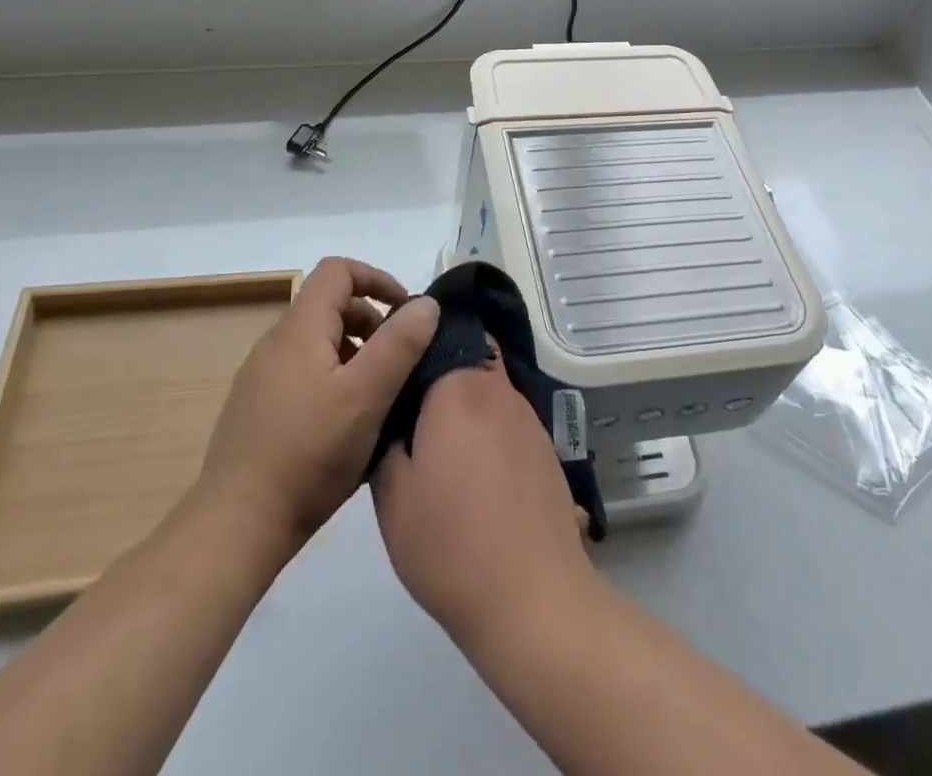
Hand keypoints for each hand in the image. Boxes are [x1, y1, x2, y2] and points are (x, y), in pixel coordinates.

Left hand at [196, 257, 438, 555]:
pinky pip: (303, 371)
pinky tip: (346, 423)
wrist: (237, 525)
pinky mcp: (256, 408)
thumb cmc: (309, 454)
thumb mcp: (367, 396)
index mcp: (299, 328)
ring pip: (318, 342)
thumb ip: (399, 344)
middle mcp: (275, 342)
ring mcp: (261, 376)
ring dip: (354, 352)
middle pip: (329, 305)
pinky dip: (333, 377)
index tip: (406, 313)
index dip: (377, 279)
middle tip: (398, 362)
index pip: (338, 271)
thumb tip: (426, 303)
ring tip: (377, 395)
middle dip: (371, 321)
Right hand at [372, 348, 597, 649]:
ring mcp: (528, 418)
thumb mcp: (391, 496)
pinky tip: (474, 472)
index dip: (416, 342)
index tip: (393, 363)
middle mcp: (499, 390)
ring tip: (439, 442)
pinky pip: (508, 419)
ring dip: (466, 401)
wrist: (533, 599)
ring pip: (489, 388)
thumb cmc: (450, 545)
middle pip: (470, 355)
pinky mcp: (545, 449)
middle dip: (440, 370)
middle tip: (410, 404)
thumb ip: (386, 440)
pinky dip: (488, 428)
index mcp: (460, 389)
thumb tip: (394, 415)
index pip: (440, 333)